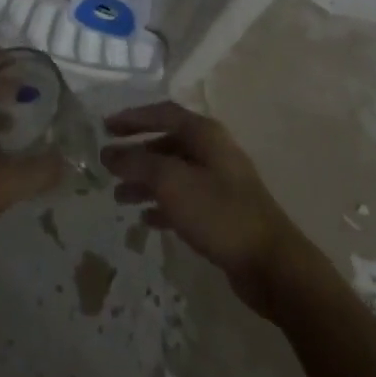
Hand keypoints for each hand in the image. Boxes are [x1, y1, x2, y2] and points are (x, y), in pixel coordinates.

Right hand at [103, 101, 314, 317]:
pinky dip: (163, 205)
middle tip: (108, 165)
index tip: (105, 127)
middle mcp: (213, 152)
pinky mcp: (222, 212)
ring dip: (146, 182)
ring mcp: (219, 182)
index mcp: (205, 134)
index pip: (163, 113)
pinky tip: (145, 219)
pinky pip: (184, 200)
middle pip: (167, 143)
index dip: (133, 118)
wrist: (270, 263)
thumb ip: (137, 164)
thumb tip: (108, 152)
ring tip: (119, 197)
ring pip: (174, 173)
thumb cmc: (219, 212)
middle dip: (137, 154)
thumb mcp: (171, 183)